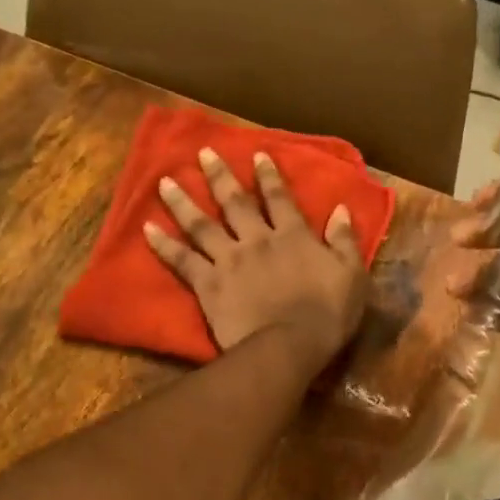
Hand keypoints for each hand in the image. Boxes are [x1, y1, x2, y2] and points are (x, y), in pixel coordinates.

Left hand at [145, 148, 368, 370]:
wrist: (289, 346)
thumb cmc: (327, 315)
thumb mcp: (352, 275)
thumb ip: (345, 241)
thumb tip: (342, 210)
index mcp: (293, 236)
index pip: (279, 199)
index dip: (269, 176)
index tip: (256, 155)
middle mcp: (257, 239)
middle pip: (234, 203)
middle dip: (219, 176)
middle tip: (202, 153)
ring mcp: (229, 260)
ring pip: (201, 225)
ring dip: (182, 202)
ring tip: (164, 182)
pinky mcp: (208, 284)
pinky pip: (182, 261)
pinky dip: (163, 245)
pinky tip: (147, 229)